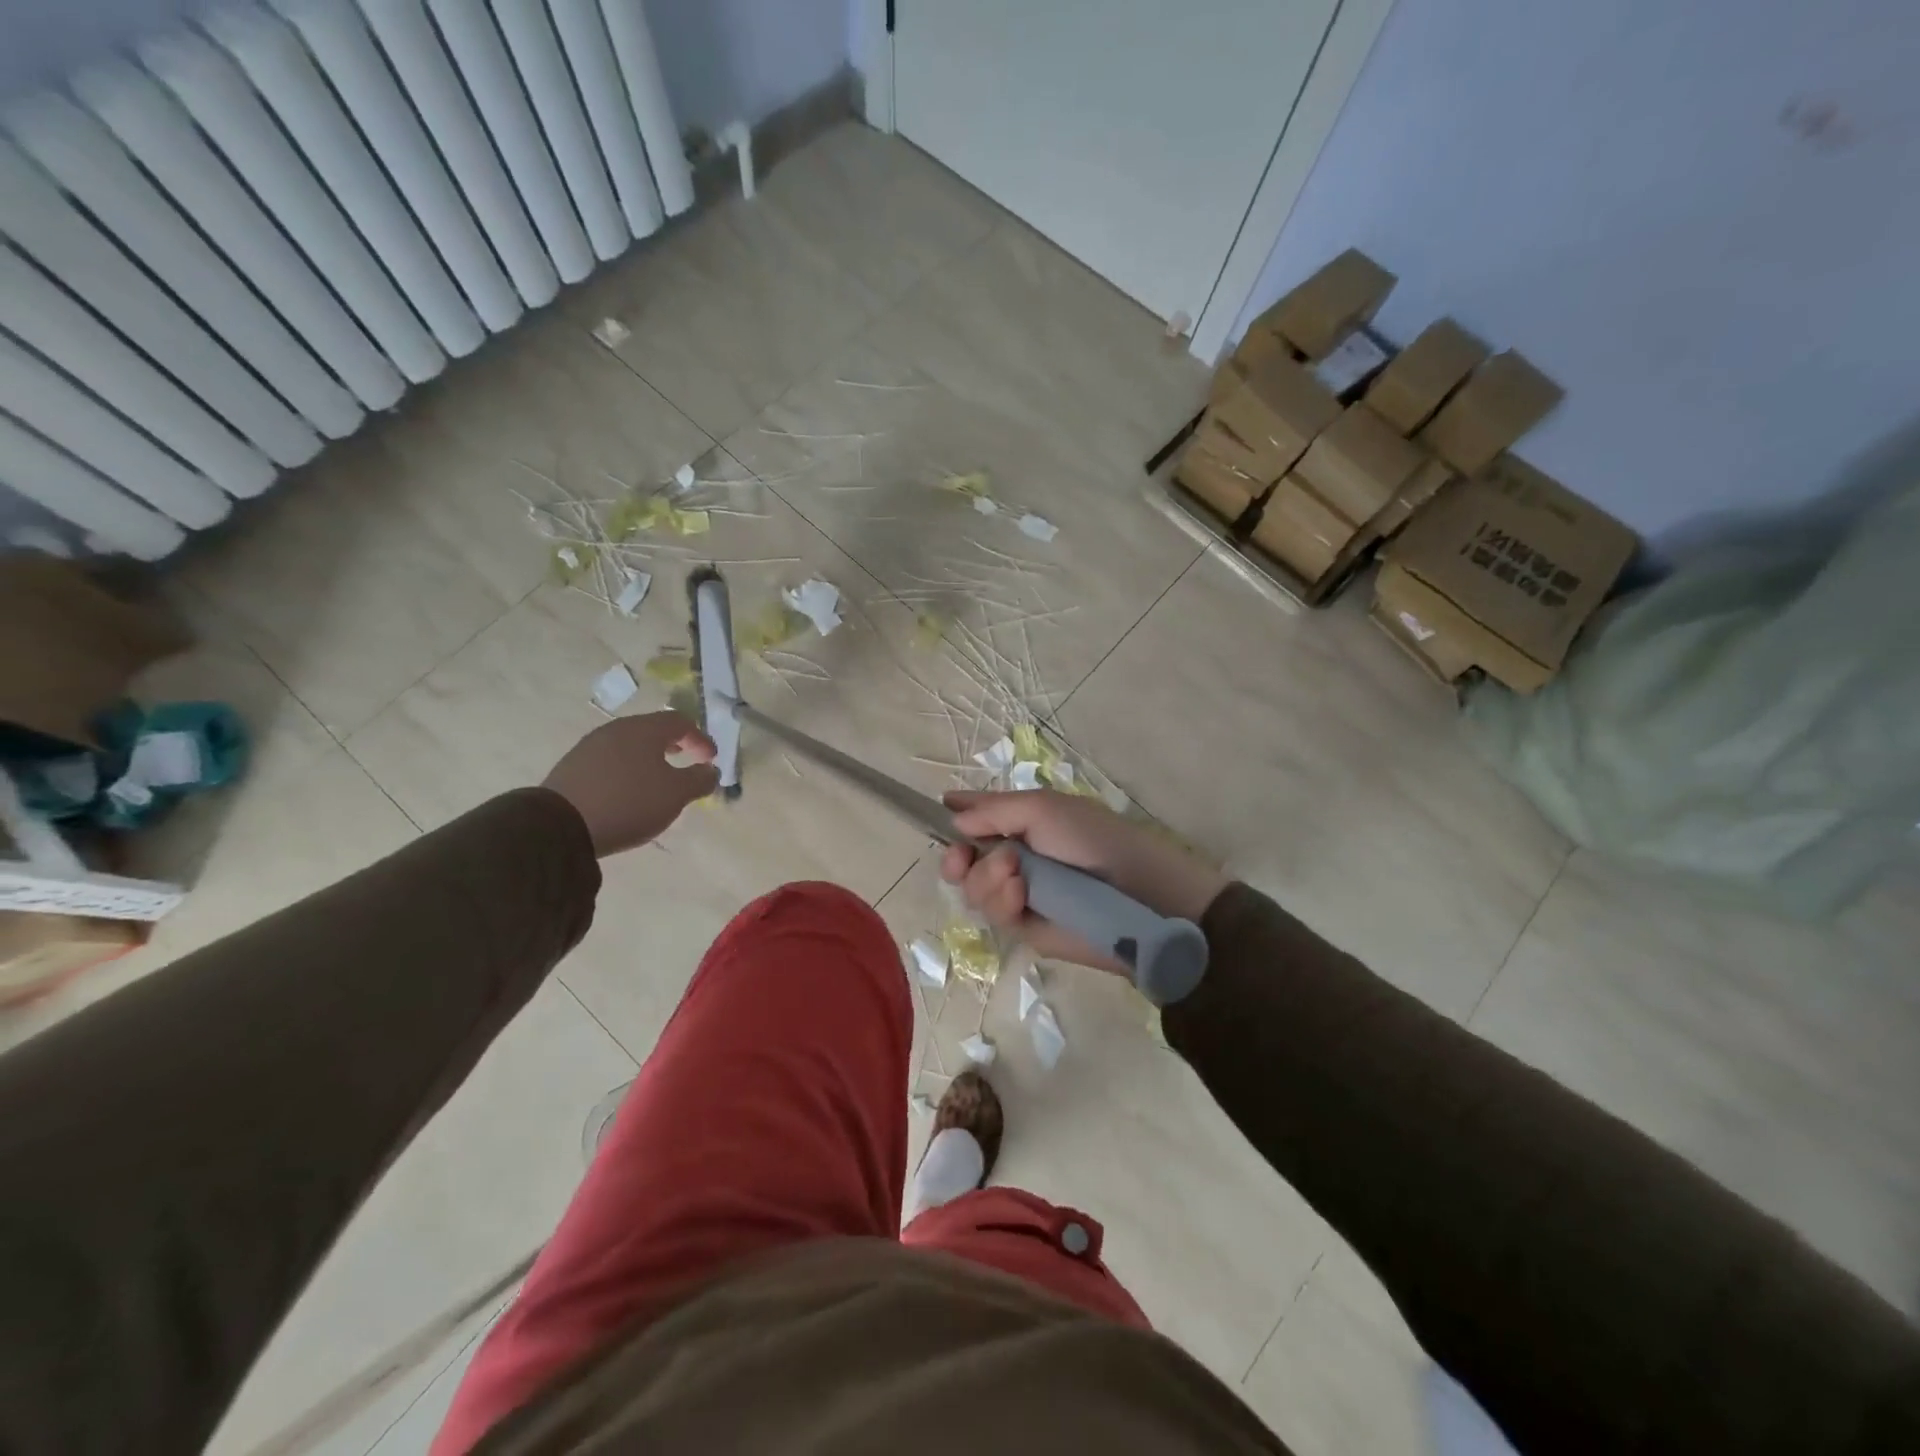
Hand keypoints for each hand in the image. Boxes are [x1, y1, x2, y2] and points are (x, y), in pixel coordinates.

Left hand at [542, 712, 717, 856]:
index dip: (700, 738)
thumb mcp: (676, 794)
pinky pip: (610, 761)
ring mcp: (590, 747)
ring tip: (658, 778)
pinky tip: (629, 790)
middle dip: (674, 744)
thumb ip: (699, 780)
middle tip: (687, 759)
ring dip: (649, 757)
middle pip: (652, 730)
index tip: (711, 759)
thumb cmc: (630, 802)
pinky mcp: (572, 767)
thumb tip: (710, 770)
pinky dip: (627, 769)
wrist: (560, 825)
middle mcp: (616, 730)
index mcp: (644, 730)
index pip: (680, 722)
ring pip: (629, 745)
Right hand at [939, 789, 1227, 972]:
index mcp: (1022, 821)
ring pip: (972, 888)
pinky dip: (1002, 901)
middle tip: (962, 856)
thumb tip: (955, 819)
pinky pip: (993, 914)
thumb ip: (994, 811)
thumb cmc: (1092, 839)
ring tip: (1017, 874)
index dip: (956, 815)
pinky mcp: (1025, 927)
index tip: (938, 812)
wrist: (1137, 894)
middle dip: (957, 858)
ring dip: (987, 878)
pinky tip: (1022, 895)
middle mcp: (1015, 856)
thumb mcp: (1043, 809)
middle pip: (962, 859)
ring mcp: (1018, 893)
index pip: (979, 816)